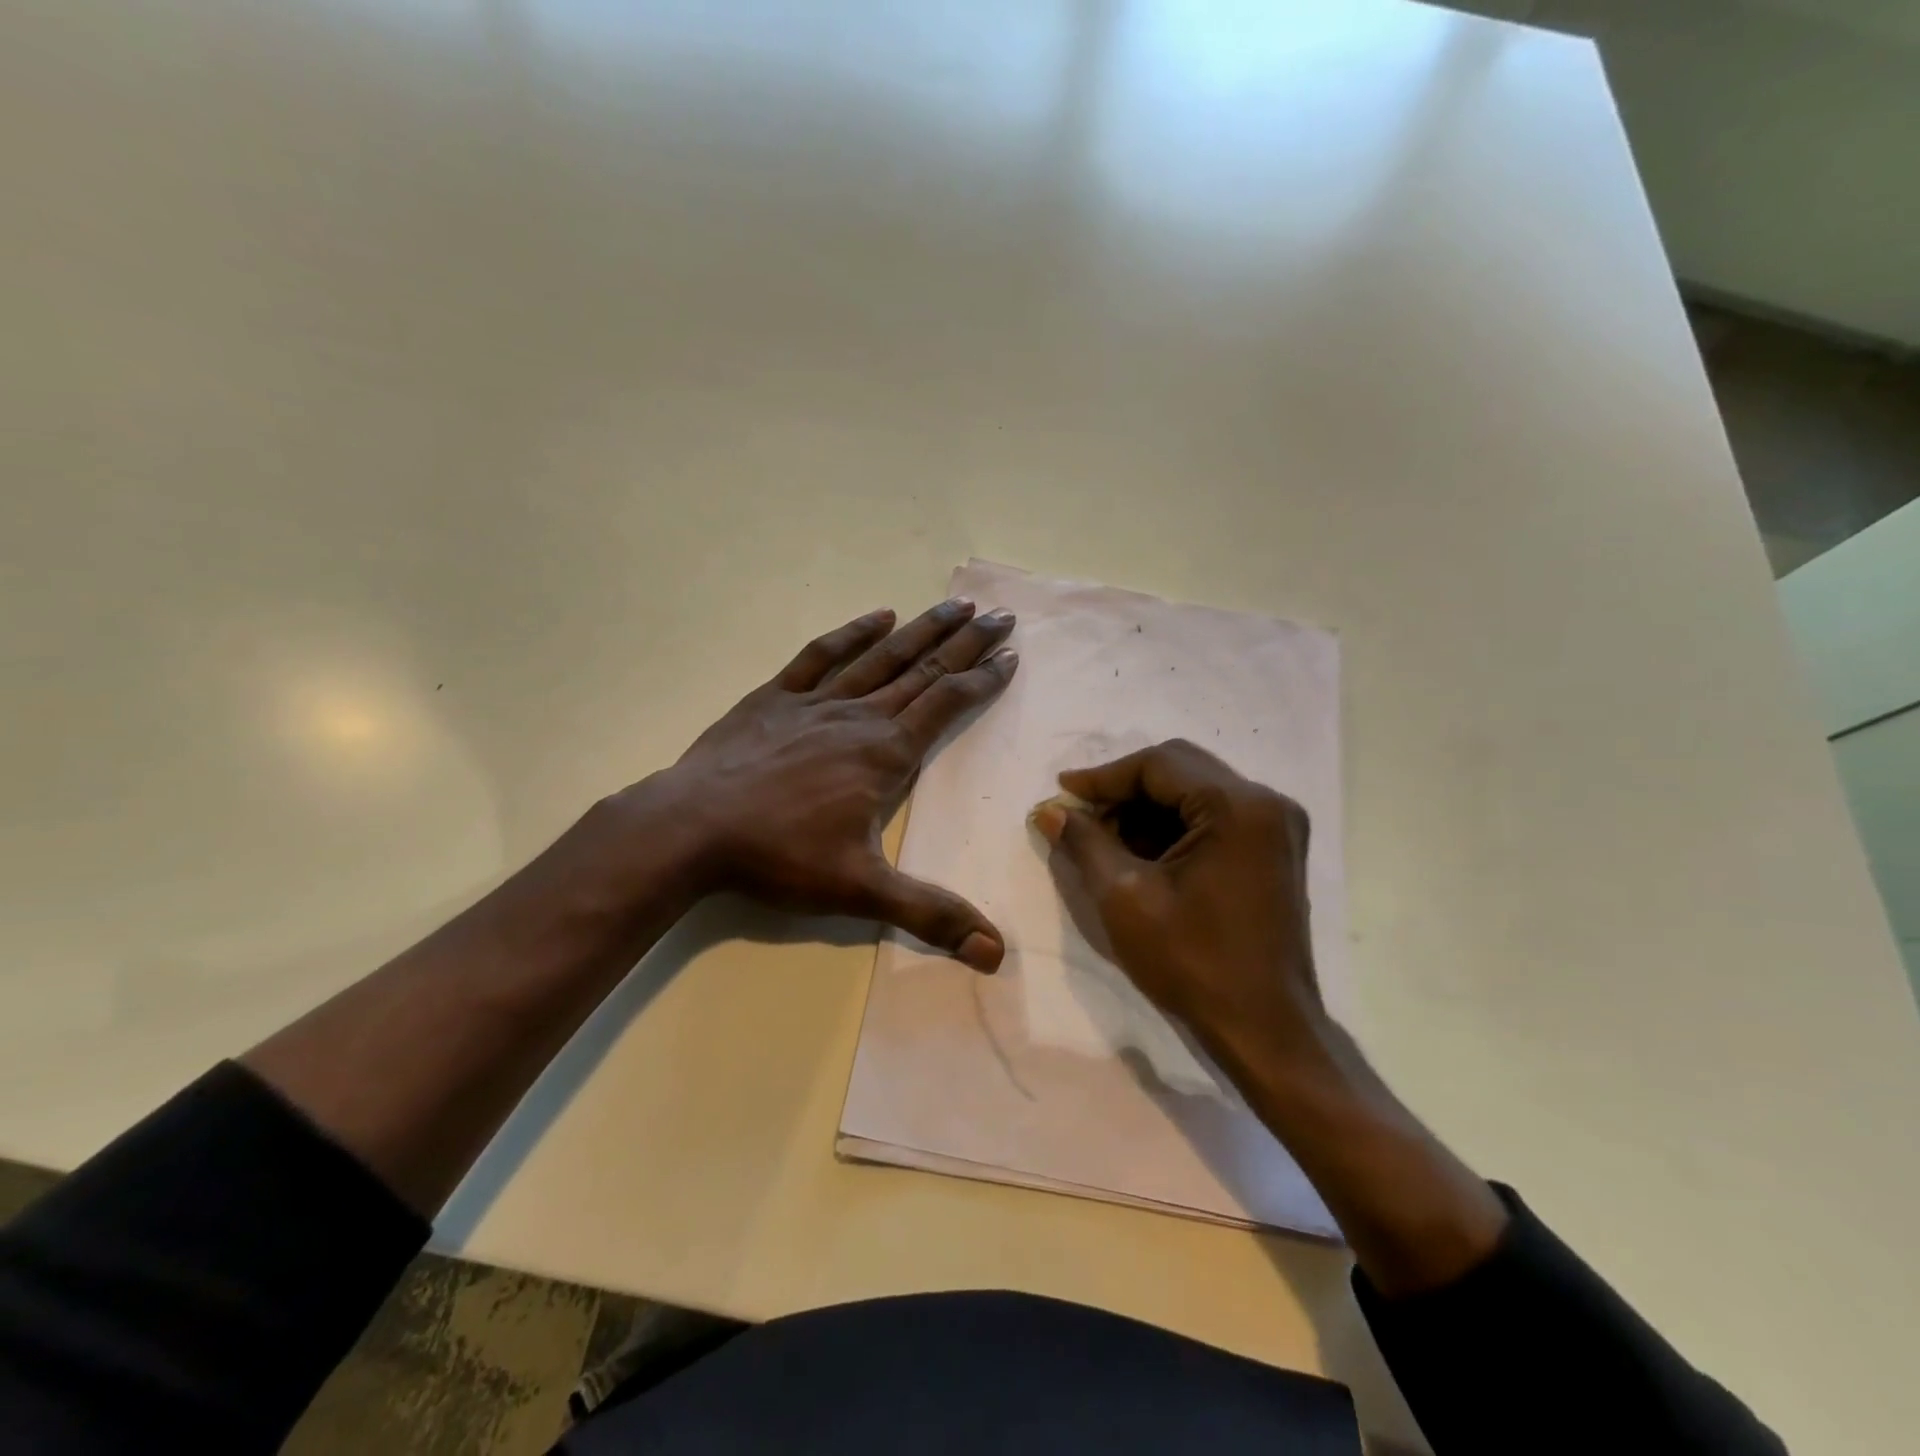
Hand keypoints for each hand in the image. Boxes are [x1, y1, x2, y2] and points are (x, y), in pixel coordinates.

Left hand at [617, 598, 1018, 969]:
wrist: (691, 827)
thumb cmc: (779, 857)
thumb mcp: (860, 891)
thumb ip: (930, 914)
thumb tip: (995, 953)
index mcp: (885, 753)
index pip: (947, 704)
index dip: (982, 680)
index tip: (1010, 654)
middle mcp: (859, 716)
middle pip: (924, 670)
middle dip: (967, 642)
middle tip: (1002, 615)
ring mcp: (816, 701)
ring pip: (881, 656)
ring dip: (922, 629)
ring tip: (955, 604)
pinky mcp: (776, 697)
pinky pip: (821, 655)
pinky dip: (852, 633)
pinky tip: (877, 616)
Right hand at [1032, 739, 1329, 1081]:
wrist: (1264, 1029)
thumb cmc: (1193, 963)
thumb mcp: (1124, 898)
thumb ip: (1084, 842)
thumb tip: (1049, 811)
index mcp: (1238, 807)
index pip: (1158, 764)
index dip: (1103, 777)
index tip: (1061, 793)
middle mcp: (1267, 802)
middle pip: (1180, 769)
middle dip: (1124, 790)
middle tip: (1080, 815)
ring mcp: (1277, 826)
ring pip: (1196, 791)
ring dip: (1147, 809)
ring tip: (1104, 838)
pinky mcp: (1274, 849)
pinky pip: (1214, 816)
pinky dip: (1174, 826)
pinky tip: (1141, 853)